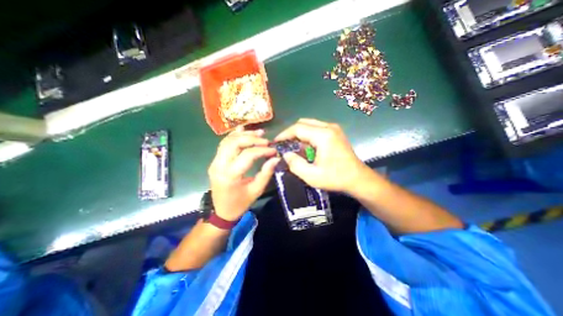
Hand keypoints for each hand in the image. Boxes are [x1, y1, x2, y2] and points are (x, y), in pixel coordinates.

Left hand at [207, 128, 280, 220]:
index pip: (247, 155)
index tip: (273, 150)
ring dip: (244, 135)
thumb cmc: (240, 203)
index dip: (262, 150)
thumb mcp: (256, 191)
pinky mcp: (215, 161)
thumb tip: (275, 158)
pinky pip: (224, 144)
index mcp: (230, 175)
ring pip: (228, 140)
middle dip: (252, 138)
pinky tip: (243, 130)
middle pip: (235, 143)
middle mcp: (219, 165)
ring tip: (258, 133)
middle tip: (265, 140)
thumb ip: (266, 173)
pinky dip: (234, 135)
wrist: (221, 211)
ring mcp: (215, 162)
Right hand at [274, 118, 372, 191]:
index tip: (276, 142)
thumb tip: (285, 154)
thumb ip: (295, 164)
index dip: (284, 134)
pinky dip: (307, 135)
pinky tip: (305, 147)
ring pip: (309, 124)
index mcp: (323, 135)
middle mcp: (329, 127)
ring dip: (299, 134)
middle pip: (303, 123)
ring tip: (293, 146)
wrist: (358, 179)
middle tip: (284, 145)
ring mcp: (333, 128)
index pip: (297, 128)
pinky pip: (316, 128)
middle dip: (291, 133)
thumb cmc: (336, 178)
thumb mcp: (311, 176)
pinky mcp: (335, 132)